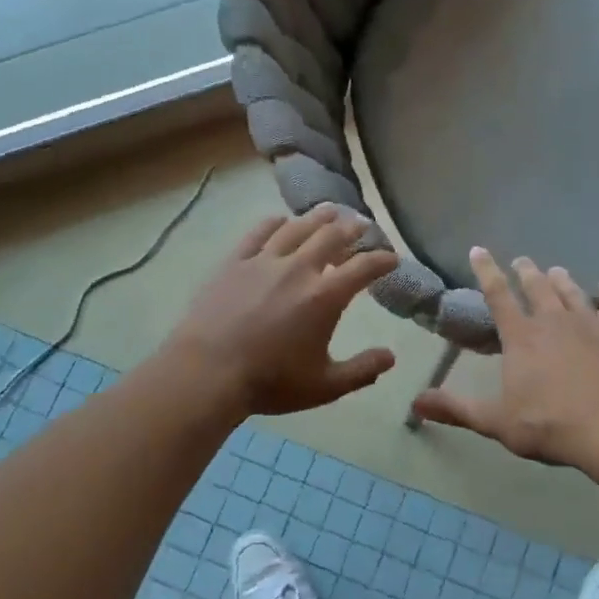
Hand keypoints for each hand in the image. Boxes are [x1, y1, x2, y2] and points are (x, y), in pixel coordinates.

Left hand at [163, 205, 399, 416]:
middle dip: (352, 229)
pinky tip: (281, 220)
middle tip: (362, 225)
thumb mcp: (325, 386)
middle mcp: (299, 269)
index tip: (391, 257)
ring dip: (318, 218)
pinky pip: (259, 232)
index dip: (382, 260)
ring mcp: (264, 261)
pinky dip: (275, 223)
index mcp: (325, 297)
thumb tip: (391, 357)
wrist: (207, 373)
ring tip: (330, 211)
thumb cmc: (270, 382)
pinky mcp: (235, 262)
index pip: (363, 268)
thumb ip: (362, 370)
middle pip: (332, 236)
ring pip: (297, 228)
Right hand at [412, 249, 598, 467]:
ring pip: (573, 292)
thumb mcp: (497, 422)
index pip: (497, 295)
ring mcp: (592, 323)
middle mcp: (554, 321)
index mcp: (521, 337)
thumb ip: (457, 409)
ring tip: (556, 270)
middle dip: (527, 272)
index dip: (486, 271)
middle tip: (522, 261)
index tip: (479, 250)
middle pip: (537, 287)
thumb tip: (415, 402)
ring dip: (562, 280)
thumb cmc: (551, 425)